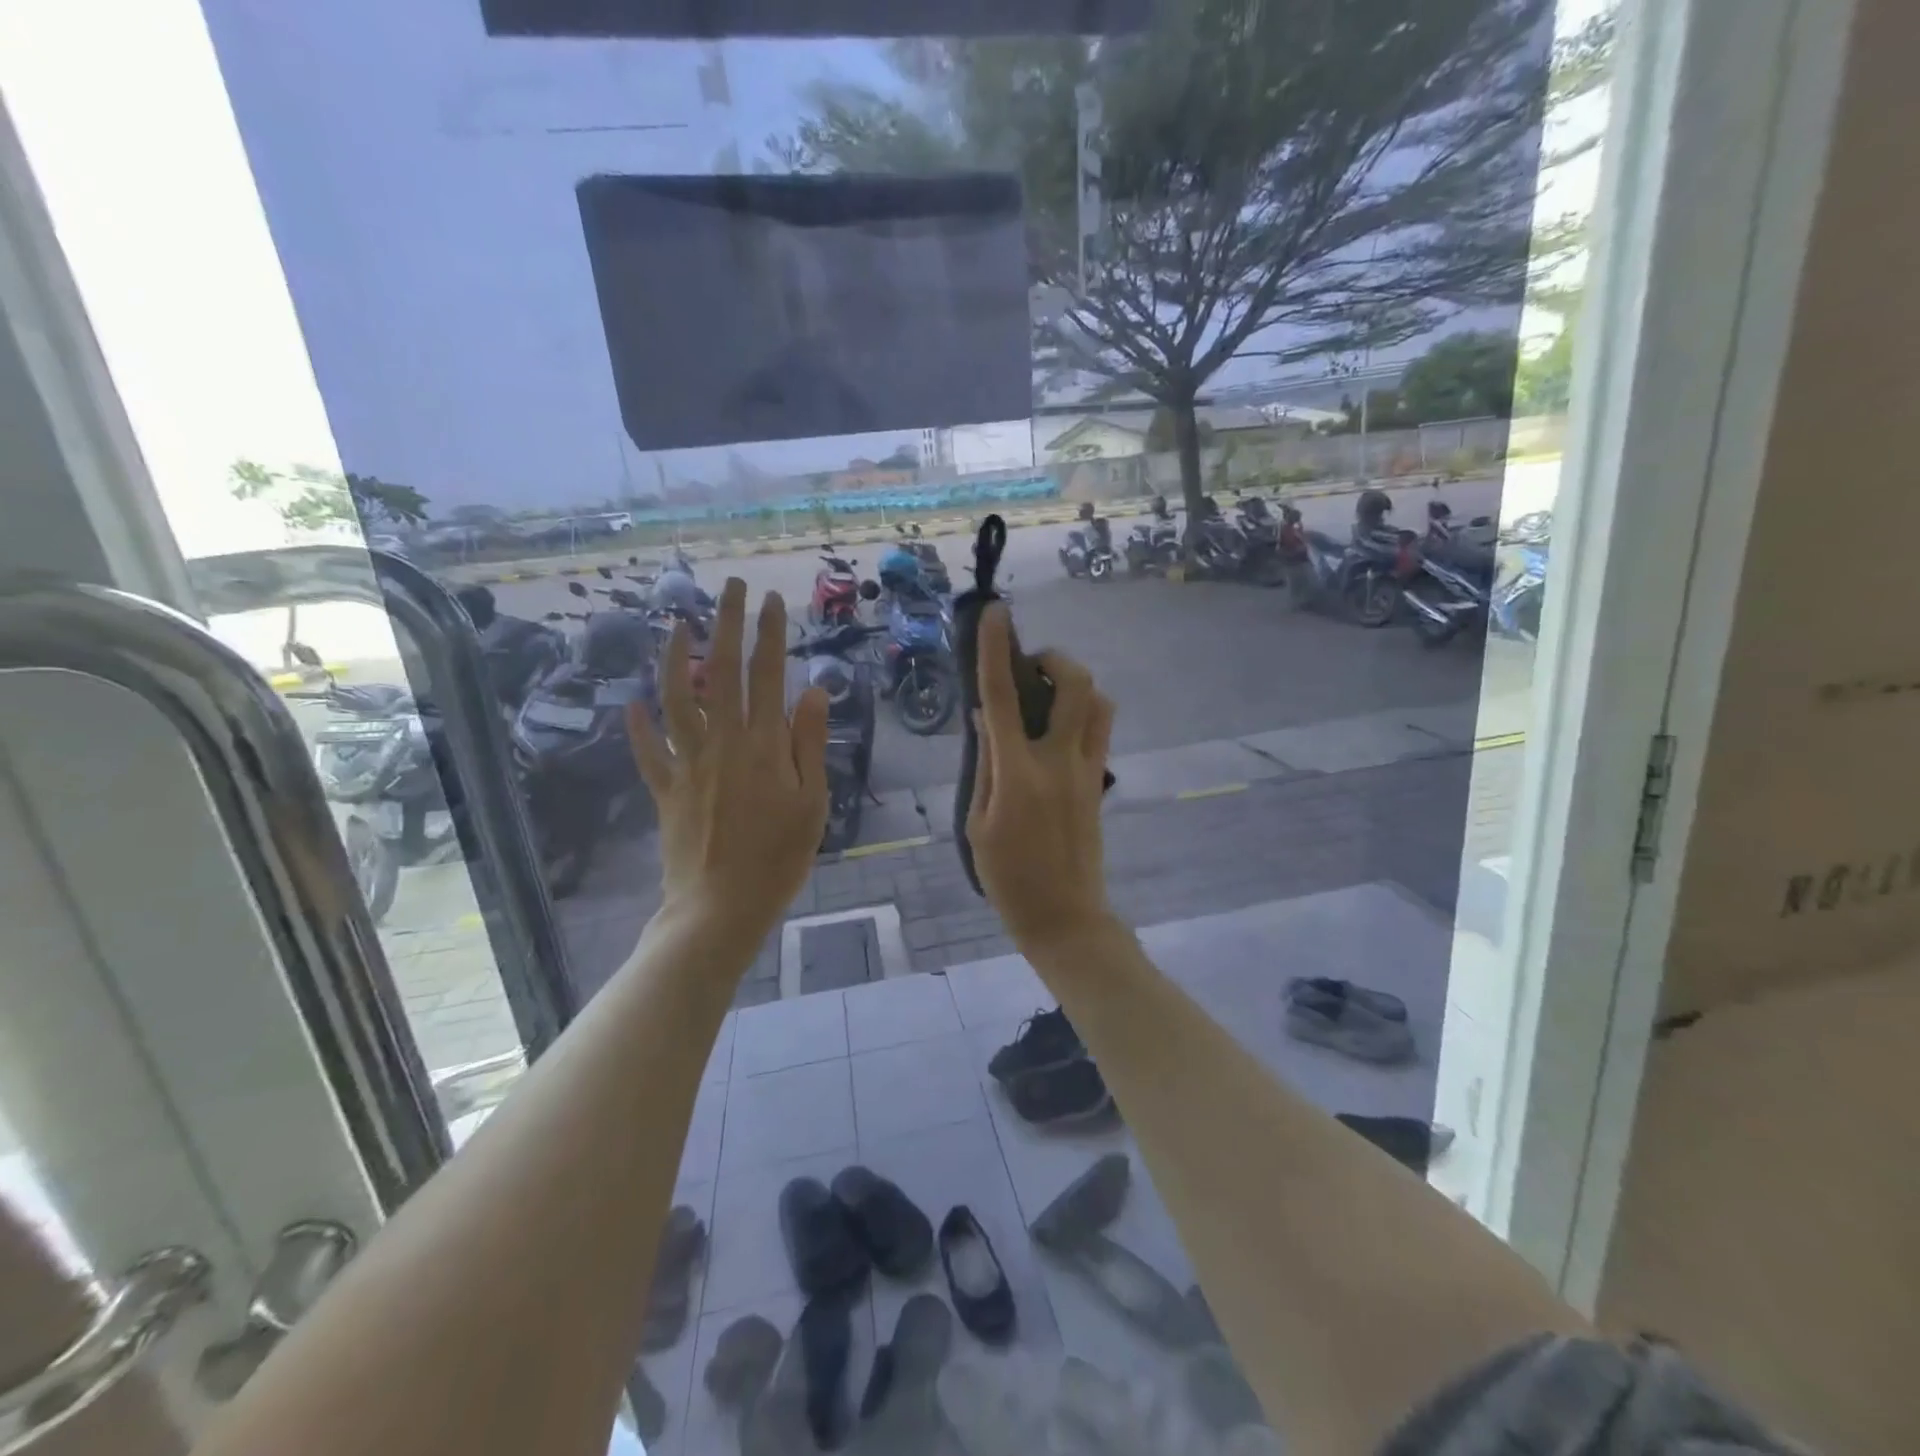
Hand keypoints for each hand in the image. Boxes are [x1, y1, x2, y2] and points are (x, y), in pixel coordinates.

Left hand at [628, 580, 828, 949]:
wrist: (720, 906)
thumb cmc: (778, 857)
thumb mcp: (812, 803)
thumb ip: (808, 744)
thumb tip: (812, 691)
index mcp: (765, 746)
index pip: (769, 675)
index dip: (770, 633)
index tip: (772, 599)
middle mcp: (724, 742)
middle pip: (724, 671)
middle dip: (727, 623)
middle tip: (731, 586)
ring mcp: (689, 763)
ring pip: (678, 698)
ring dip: (677, 658)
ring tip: (677, 624)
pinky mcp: (666, 788)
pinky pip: (649, 750)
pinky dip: (639, 726)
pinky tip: (633, 703)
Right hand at [967, 604, 1115, 950]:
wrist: (1064, 916)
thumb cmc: (1007, 877)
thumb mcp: (976, 822)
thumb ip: (984, 764)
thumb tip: (985, 718)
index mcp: (1018, 773)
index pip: (1003, 698)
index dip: (997, 651)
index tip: (995, 614)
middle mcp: (1059, 761)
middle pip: (1074, 685)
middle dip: (1054, 659)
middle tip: (1031, 669)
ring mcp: (1087, 770)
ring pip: (1099, 703)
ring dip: (1074, 686)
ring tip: (1047, 698)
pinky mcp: (1100, 782)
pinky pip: (1101, 730)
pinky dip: (1083, 713)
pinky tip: (1057, 731)